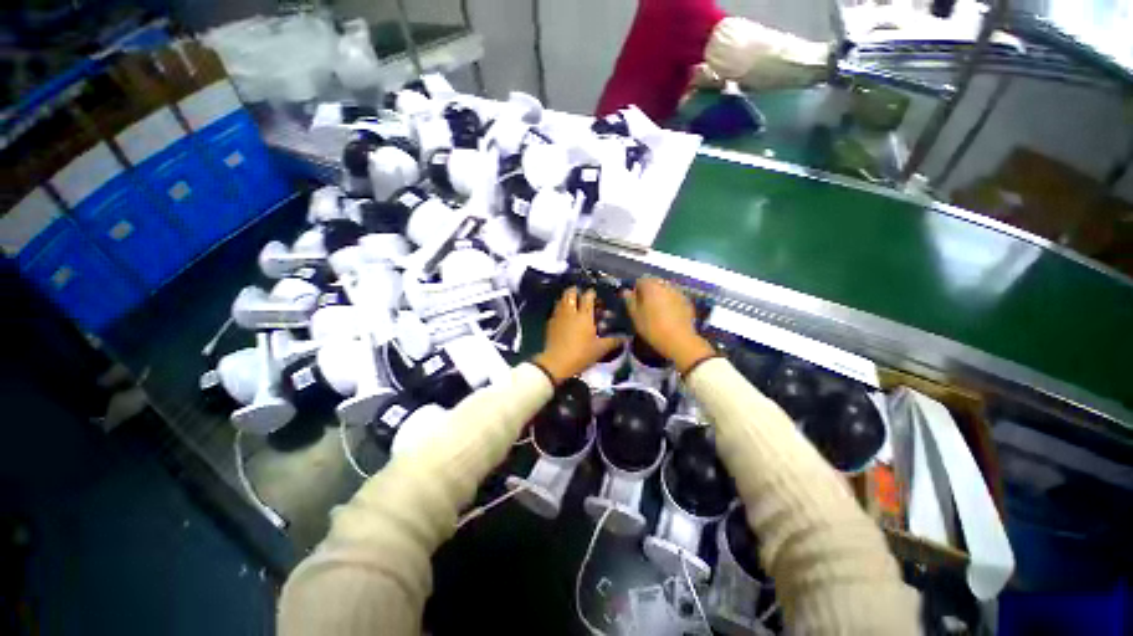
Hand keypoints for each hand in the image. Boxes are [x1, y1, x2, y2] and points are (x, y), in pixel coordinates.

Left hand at [534, 288, 623, 383]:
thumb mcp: (600, 349)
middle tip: (580, 294)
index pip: (588, 297)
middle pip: (570, 293)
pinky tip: (563, 316)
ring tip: (571, 302)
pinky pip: (555, 310)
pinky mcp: (550, 323)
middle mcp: (571, 312)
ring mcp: (558, 316)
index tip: (594, 294)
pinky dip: (559, 309)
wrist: (556, 362)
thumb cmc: (581, 354)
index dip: (591, 293)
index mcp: (585, 315)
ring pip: (561, 299)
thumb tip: (627, 337)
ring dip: (566, 298)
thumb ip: (613, 341)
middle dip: (575, 290)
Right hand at [622, 278, 714, 373]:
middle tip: (645, 306)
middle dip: (649, 291)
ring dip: (660, 296)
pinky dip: (671, 301)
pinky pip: (675, 297)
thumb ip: (630, 301)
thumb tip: (626, 291)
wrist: (679, 340)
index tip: (634, 302)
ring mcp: (678, 292)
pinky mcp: (687, 302)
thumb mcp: (636, 316)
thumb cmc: (652, 327)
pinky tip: (669, 314)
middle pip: (654, 283)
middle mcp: (665, 285)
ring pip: (666, 289)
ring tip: (657, 310)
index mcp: (651, 286)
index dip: (636, 291)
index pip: (640, 281)